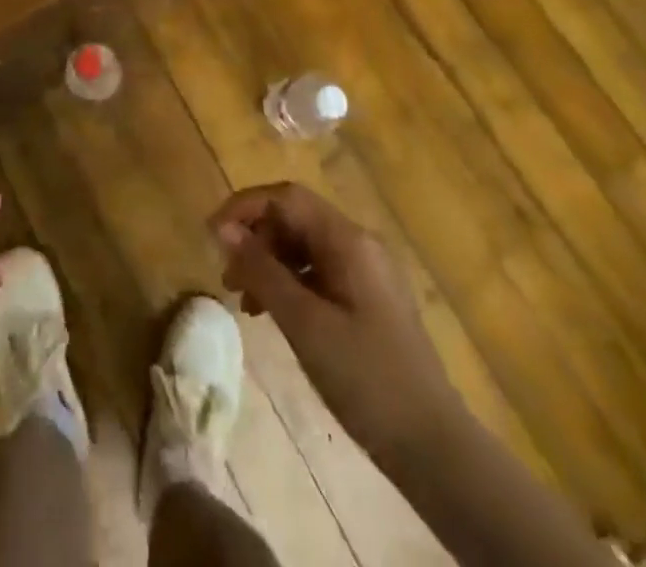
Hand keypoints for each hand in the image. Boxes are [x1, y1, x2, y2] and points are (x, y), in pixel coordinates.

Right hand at [211, 182, 457, 459]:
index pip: (286, 197)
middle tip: (227, 278)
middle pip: (295, 219)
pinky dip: (289, 284)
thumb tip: (223, 230)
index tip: (212, 235)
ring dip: (269, 263)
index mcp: (348, 240)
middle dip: (255, 239)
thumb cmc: (366, 378)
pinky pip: (318, 273)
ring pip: (304, 247)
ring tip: (244, 302)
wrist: (433, 447)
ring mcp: (366, 273)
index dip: (245, 207)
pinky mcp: (367, 301)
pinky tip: (273, 314)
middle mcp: (359, 244)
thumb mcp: (304, 323)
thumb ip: (262, 271)